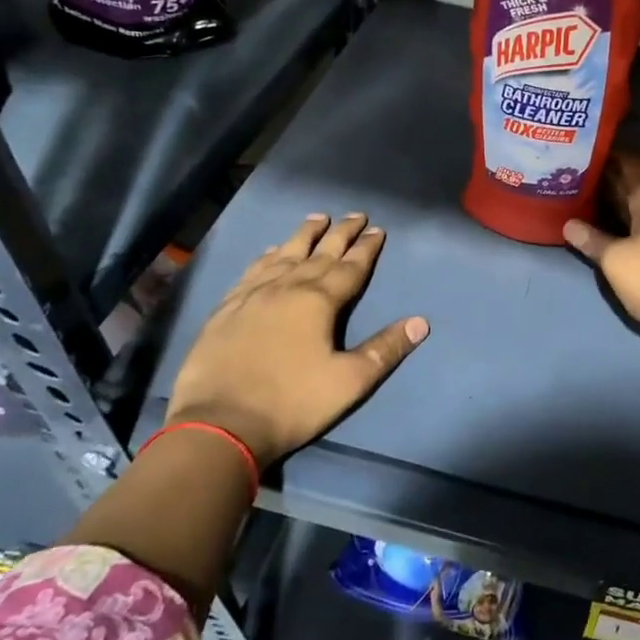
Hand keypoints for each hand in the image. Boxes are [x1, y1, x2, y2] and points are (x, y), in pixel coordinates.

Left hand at [165, 212, 427, 464]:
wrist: (218, 425)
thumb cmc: (291, 403)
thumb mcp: (349, 382)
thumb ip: (385, 349)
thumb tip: (420, 322)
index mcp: (319, 302)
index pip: (350, 267)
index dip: (366, 248)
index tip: (378, 230)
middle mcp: (287, 288)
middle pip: (320, 253)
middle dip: (341, 233)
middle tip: (355, 215)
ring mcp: (252, 295)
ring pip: (284, 254)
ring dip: (304, 235)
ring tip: (317, 218)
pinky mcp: (226, 309)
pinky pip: (252, 271)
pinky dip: (267, 256)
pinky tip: (271, 251)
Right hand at [563, 152, 639, 342]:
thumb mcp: (614, 259)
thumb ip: (591, 239)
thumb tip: (568, 223)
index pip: (633, 163)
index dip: (612, 154)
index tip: (588, 150)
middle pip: (637, 183)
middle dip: (610, 178)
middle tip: (578, 174)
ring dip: (617, 200)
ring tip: (586, 197)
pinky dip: (627, 219)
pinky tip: (607, 226)